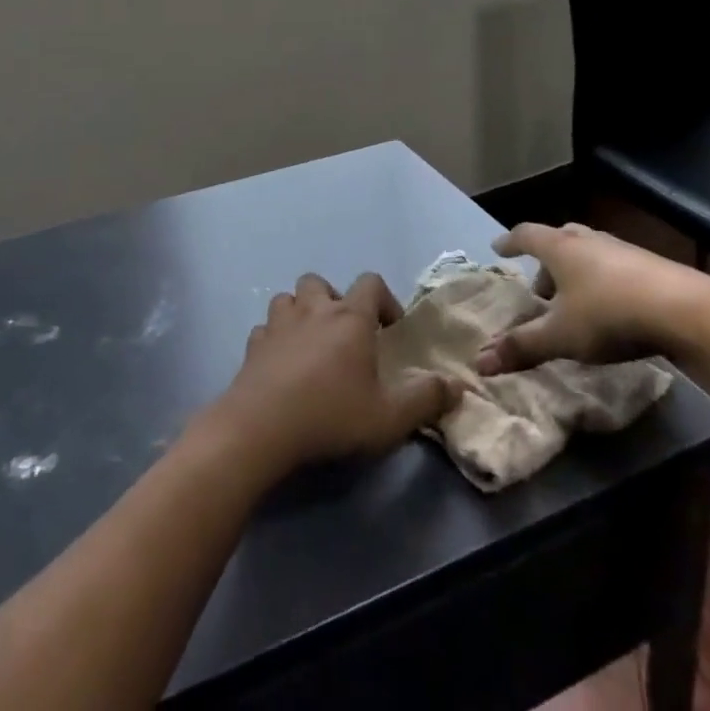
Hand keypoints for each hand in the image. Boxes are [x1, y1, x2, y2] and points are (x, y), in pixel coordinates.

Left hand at [203, 273, 455, 478]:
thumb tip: (457, 386)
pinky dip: (274, 339)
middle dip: (334, 300)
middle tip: (343, 334)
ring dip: (299, 313)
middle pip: (320, 282)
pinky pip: (265, 329)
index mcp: (350, 318)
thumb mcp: (390, 417)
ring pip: (287, 299)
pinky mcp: (253, 345)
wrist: (261, 428)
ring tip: (309, 344)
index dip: (384, 299)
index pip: (371, 283)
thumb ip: (426, 399)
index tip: (390, 328)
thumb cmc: (331, 416)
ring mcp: (278, 324)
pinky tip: (280, 364)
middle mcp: (313, 310)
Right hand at [475, 223, 709, 376]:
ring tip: (573, 302)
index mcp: (560, 247)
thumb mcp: (560, 336)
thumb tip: (480, 362)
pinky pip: (614, 266)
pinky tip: (610, 309)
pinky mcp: (650, 266)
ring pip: (589, 252)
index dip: (510, 242)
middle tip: (539, 286)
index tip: (498, 248)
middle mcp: (588, 239)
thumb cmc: (609, 314)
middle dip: (545, 260)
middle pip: (559, 239)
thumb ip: (522, 346)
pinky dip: (602, 281)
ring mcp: (622, 249)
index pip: (526, 234)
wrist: (686, 310)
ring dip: (575, 271)